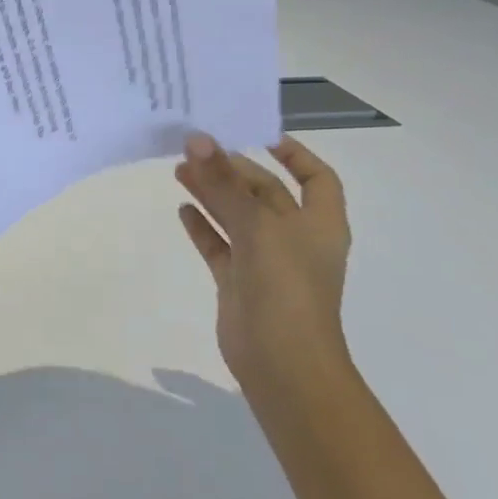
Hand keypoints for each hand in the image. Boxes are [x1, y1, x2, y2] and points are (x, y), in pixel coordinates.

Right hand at [175, 134, 352, 393]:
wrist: (282, 363)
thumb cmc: (286, 288)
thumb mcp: (257, 227)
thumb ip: (223, 184)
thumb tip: (196, 139)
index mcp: (319, 223)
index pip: (316, 177)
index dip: (294, 154)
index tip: (258, 134)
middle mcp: (294, 238)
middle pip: (265, 192)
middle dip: (234, 169)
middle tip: (195, 147)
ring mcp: (265, 261)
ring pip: (236, 216)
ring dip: (212, 192)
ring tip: (178, 169)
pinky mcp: (238, 281)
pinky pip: (219, 245)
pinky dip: (202, 227)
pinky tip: (182, 208)